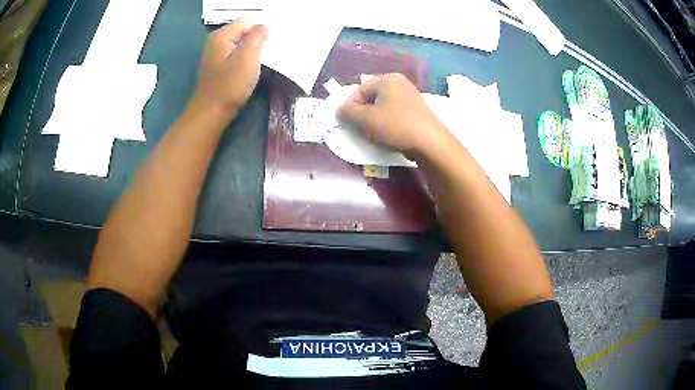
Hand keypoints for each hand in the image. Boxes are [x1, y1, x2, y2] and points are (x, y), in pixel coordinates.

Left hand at [193, 20, 267, 117]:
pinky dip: (246, 58)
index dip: (261, 30)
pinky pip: (236, 53)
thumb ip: (257, 37)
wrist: (211, 113)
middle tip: (268, 53)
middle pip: (244, 31)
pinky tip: (251, 68)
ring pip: (241, 43)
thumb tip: (264, 26)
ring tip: (261, 61)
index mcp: (222, 35)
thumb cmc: (230, 86)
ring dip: (253, 50)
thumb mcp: (248, 58)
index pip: (248, 21)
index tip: (270, 45)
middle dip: (257, 39)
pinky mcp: (218, 65)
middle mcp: (216, 40)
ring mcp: (216, 53)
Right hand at [338, 73, 448, 158]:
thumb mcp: (366, 120)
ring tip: (375, 134)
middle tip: (360, 129)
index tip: (348, 122)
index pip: (360, 89)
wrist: (430, 143)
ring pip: (384, 107)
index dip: (351, 106)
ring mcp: (412, 97)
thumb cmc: (396, 126)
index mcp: (388, 79)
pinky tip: (390, 136)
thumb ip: (348, 112)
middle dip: (363, 113)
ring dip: (375, 120)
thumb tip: (340, 109)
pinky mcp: (418, 111)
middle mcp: (401, 83)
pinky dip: (389, 123)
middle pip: (373, 97)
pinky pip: (396, 114)